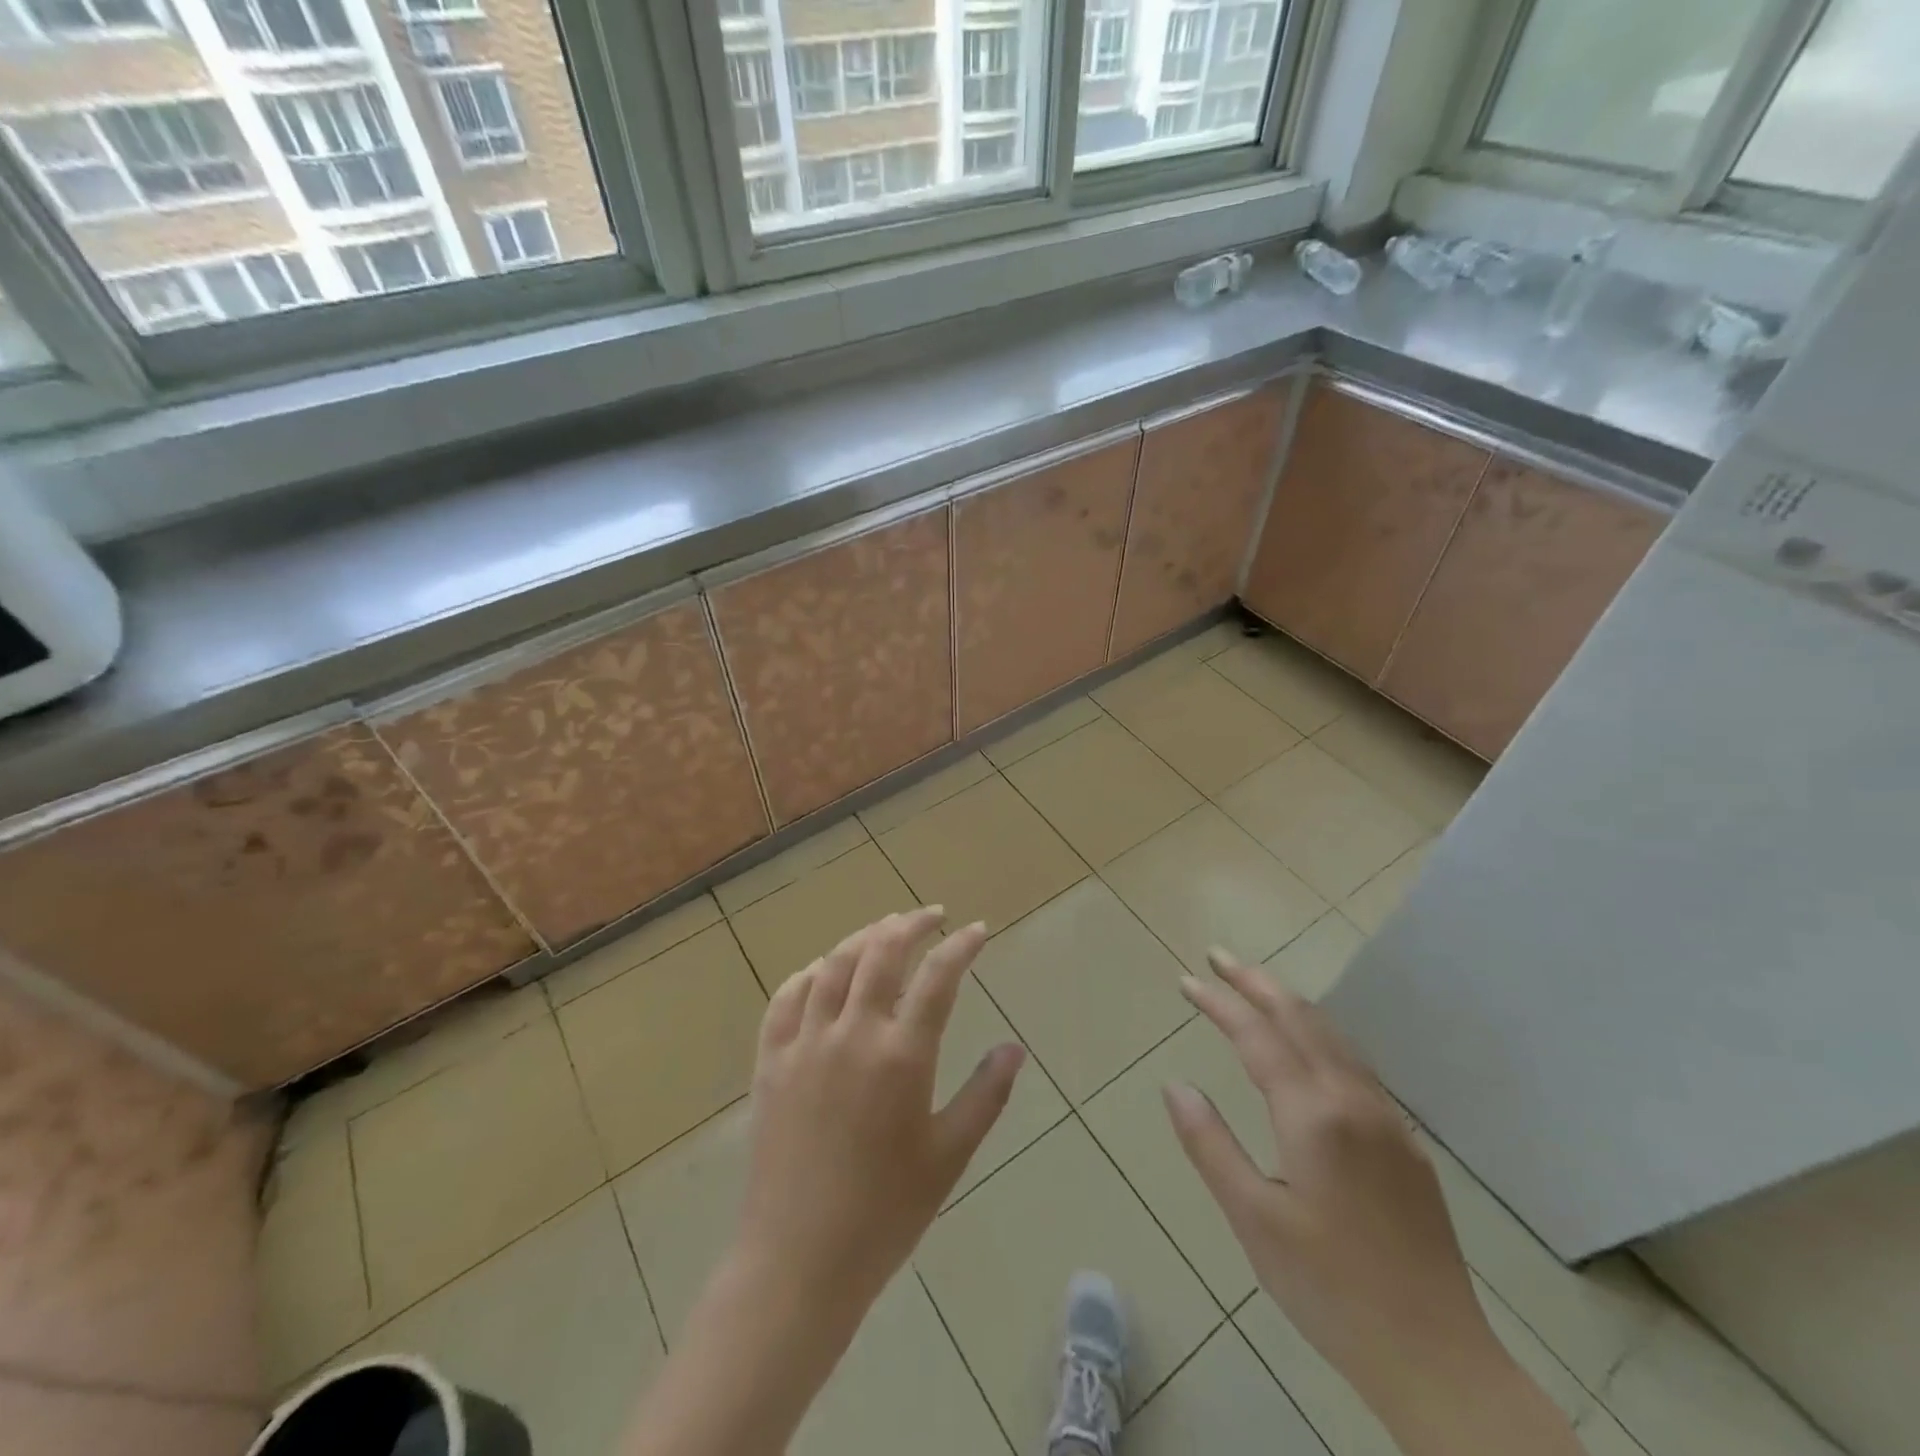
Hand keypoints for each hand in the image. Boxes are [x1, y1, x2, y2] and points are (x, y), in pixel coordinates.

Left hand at [735, 906, 1025, 1323]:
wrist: (798, 1261)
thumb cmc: (885, 1212)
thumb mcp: (949, 1156)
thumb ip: (985, 1094)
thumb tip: (1013, 1048)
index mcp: (901, 1057)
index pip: (938, 978)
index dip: (961, 946)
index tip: (977, 930)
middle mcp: (851, 1034)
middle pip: (881, 953)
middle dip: (910, 924)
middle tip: (932, 916)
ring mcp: (805, 1044)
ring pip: (833, 966)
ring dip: (863, 938)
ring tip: (884, 930)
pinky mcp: (770, 1062)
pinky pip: (785, 999)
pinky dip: (807, 975)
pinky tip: (821, 972)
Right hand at [1165, 952, 1577, 1455]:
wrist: (1438, 1359)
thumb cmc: (1330, 1289)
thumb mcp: (1253, 1219)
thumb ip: (1210, 1145)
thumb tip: (1176, 1086)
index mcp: (1313, 1115)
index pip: (1256, 1035)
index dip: (1219, 1002)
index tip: (1186, 980)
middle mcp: (1353, 1101)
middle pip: (1301, 1018)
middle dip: (1256, 981)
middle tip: (1219, 956)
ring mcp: (1387, 1120)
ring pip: (1334, 1036)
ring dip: (1290, 1002)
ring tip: (1255, 987)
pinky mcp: (1407, 1144)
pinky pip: (1355, 1064)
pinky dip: (1320, 1034)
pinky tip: (1308, 1046)